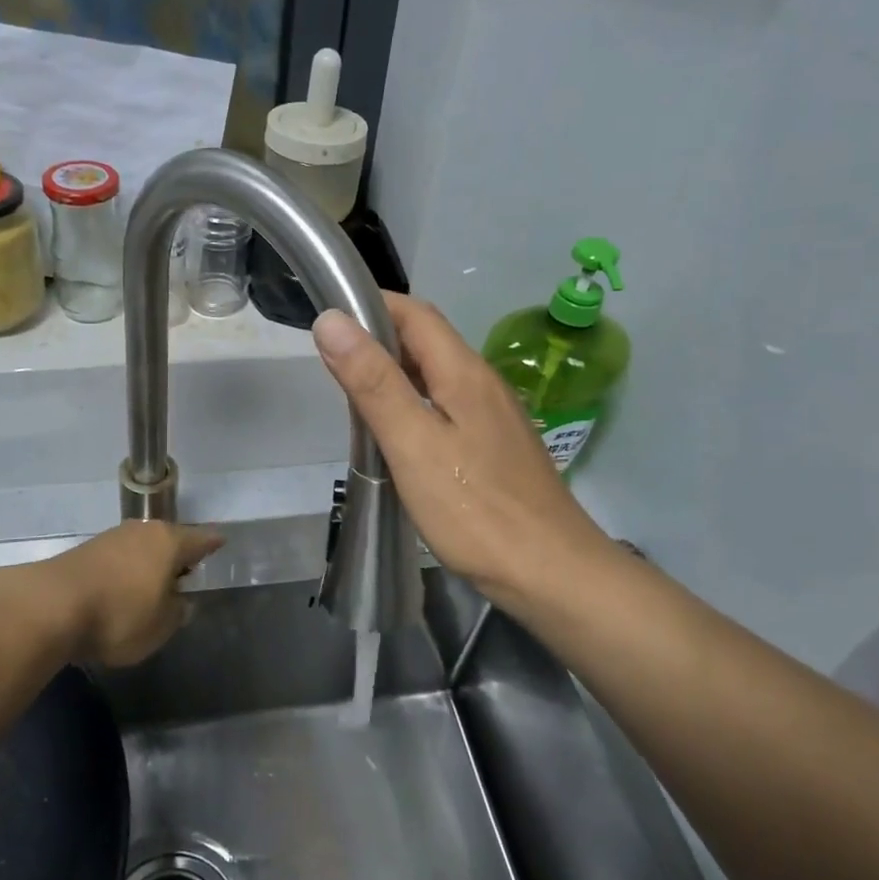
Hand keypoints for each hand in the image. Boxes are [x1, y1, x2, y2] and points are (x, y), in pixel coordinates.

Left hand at [35, 521, 222, 666]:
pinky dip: (125, 572)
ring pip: (141, 548)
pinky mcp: (84, 552)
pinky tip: (123, 591)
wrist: (51, 606)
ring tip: (153, 586)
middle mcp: (142, 531)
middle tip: (187, 572)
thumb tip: (180, 601)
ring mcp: (111, 538)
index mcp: (169, 542)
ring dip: (149, 564)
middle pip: (168, 540)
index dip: (212, 543)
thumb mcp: (160, 626)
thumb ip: (176, 612)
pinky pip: (118, 559)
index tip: (222, 542)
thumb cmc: (119, 615)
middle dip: (178, 555)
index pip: (200, 539)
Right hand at [312, 294, 615, 615]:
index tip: (327, 317)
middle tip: (328, 360)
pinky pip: (445, 406)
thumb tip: (332, 320)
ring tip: (351, 393)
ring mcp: (493, 416)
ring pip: (435, 375)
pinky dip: (412, 403)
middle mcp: (483, 383)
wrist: (551, 574)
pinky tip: (393, 433)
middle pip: (426, 340)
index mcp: (464, 372)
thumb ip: (373, 383)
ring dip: (393, 372)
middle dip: (377, 337)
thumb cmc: (475, 510)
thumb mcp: (413, 443)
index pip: (414, 313)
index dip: (371, 305)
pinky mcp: (494, 447)